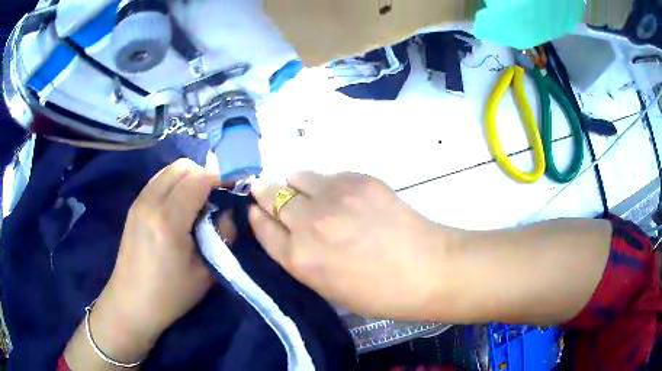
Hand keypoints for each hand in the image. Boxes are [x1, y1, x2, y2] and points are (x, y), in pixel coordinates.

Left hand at [97, 159, 234, 344]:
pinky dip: (175, 183)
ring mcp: (139, 201)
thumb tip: (227, 211)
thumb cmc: (170, 294)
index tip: (234, 189)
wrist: (132, 302)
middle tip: (217, 196)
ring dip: (189, 177)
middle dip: (205, 174)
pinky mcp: (134, 206)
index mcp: (169, 220)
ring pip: (169, 169)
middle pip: (183, 166)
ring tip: (199, 201)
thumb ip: (223, 235)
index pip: (199, 178)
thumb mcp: (206, 272)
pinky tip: (180, 206)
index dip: (221, 178)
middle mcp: (151, 201)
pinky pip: (159, 180)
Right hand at [249, 172, 449, 319]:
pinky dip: (327, 183)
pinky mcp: (358, 179)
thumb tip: (287, 230)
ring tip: (311, 194)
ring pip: (296, 176)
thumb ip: (300, 257)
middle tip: (272, 193)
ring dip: (296, 184)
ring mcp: (334, 196)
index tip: (256, 209)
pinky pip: (329, 174)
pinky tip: (344, 197)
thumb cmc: (378, 292)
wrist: (427, 270)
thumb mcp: (327, 286)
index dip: (256, 216)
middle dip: (266, 193)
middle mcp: (309, 223)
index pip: (262, 227)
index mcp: (299, 259)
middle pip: (271, 194)